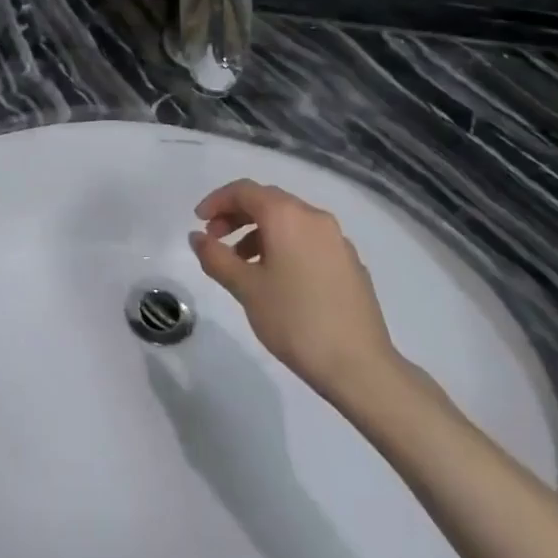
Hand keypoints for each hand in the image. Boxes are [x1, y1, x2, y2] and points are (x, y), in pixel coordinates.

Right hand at [189, 179, 402, 400]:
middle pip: (267, 201)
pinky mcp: (350, 262)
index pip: (244, 190)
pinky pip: (308, 240)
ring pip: (289, 221)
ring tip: (244, 266)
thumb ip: (216, 257)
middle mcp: (313, 216)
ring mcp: (336, 239)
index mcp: (286, 215)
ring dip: (260, 233)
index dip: (217, 201)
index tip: (198, 222)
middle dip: (237, 215)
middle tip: (215, 240)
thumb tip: (196, 237)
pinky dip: (285, 246)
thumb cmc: (296, 321)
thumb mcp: (246, 289)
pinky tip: (279, 280)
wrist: (360, 367)